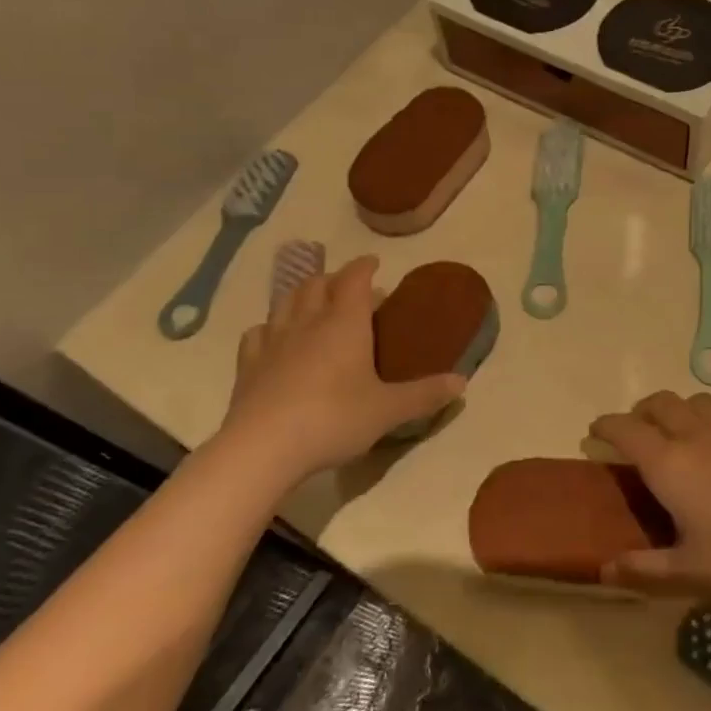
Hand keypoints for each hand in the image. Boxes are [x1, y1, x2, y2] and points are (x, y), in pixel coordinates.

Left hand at [220, 255, 464, 476]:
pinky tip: (275, 338)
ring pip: (285, 302)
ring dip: (301, 295)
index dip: (364, 266)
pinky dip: (270, 327)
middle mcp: (308, 322)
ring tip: (313, 304)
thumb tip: (463, 382)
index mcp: (345, 323)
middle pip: (316, 284)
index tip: (374, 263)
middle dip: (333, 279)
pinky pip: (258, 333)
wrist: (263, 447)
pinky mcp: (248, 365)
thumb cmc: (334, 419)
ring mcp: (273, 342)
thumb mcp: (389, 410)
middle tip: (348, 287)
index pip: (354, 279)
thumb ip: (425, 394)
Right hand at [588, 391, 710, 608]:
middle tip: (636, 435)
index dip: (606, 426)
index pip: (626, 429)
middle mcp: (699, 436)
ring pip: (697, 402)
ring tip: (679, 437)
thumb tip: (603, 569)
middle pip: (661, 403)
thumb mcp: (686, 574)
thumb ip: (640, 569)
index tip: (595, 432)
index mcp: (671, 464)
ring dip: (679, 410)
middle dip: (641, 411)